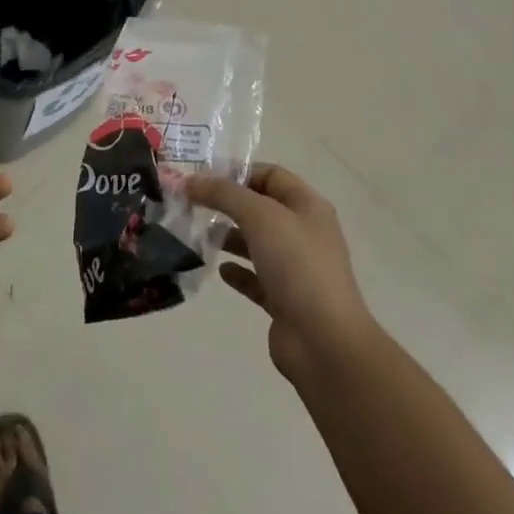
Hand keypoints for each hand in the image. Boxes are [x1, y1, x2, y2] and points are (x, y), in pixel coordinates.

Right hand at [187, 164, 375, 386]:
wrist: (324, 342)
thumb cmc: (297, 266)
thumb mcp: (259, 216)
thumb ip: (223, 193)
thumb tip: (189, 180)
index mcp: (308, 206)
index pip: (270, 175)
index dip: (237, 171)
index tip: (201, 178)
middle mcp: (304, 233)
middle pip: (261, 207)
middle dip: (227, 204)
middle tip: (191, 205)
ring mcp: (296, 268)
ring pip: (256, 242)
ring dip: (228, 237)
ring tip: (198, 235)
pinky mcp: (285, 300)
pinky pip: (256, 277)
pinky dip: (237, 271)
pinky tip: (219, 270)